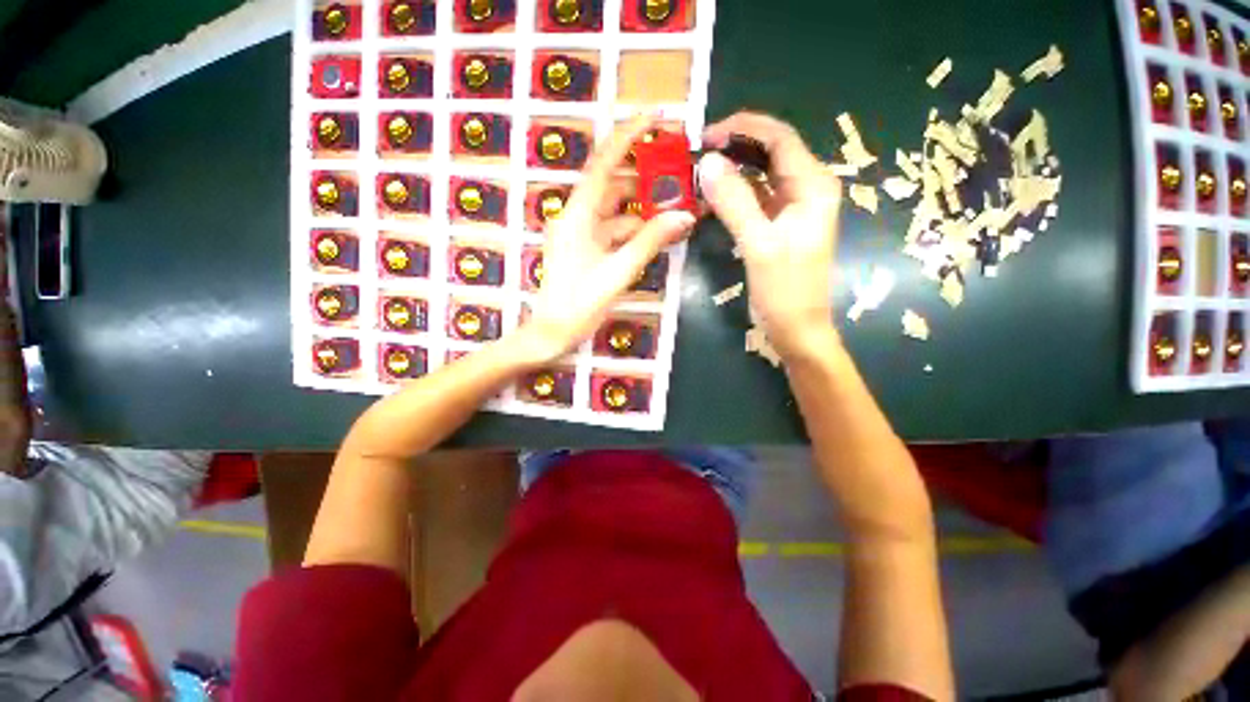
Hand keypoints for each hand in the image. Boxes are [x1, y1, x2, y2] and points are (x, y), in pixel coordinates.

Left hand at [522, 115, 696, 362]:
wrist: (553, 333)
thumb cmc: (580, 304)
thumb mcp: (619, 271)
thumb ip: (650, 241)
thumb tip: (684, 216)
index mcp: (578, 214)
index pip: (605, 162)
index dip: (630, 135)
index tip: (657, 117)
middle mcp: (576, 216)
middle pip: (613, 185)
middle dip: (646, 178)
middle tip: (678, 174)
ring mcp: (579, 234)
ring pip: (616, 211)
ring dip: (643, 209)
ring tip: (675, 208)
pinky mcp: (584, 249)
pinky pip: (612, 231)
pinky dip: (633, 230)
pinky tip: (656, 235)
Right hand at [697, 112, 842, 358]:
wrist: (796, 328)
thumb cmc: (785, 290)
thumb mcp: (759, 245)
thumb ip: (735, 202)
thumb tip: (707, 162)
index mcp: (813, 186)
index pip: (779, 138)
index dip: (742, 129)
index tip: (705, 136)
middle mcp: (806, 188)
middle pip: (770, 152)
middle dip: (734, 147)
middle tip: (696, 154)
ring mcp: (792, 207)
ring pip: (760, 175)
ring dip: (731, 171)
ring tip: (698, 174)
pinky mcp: (777, 224)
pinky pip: (754, 199)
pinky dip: (733, 195)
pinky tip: (710, 199)